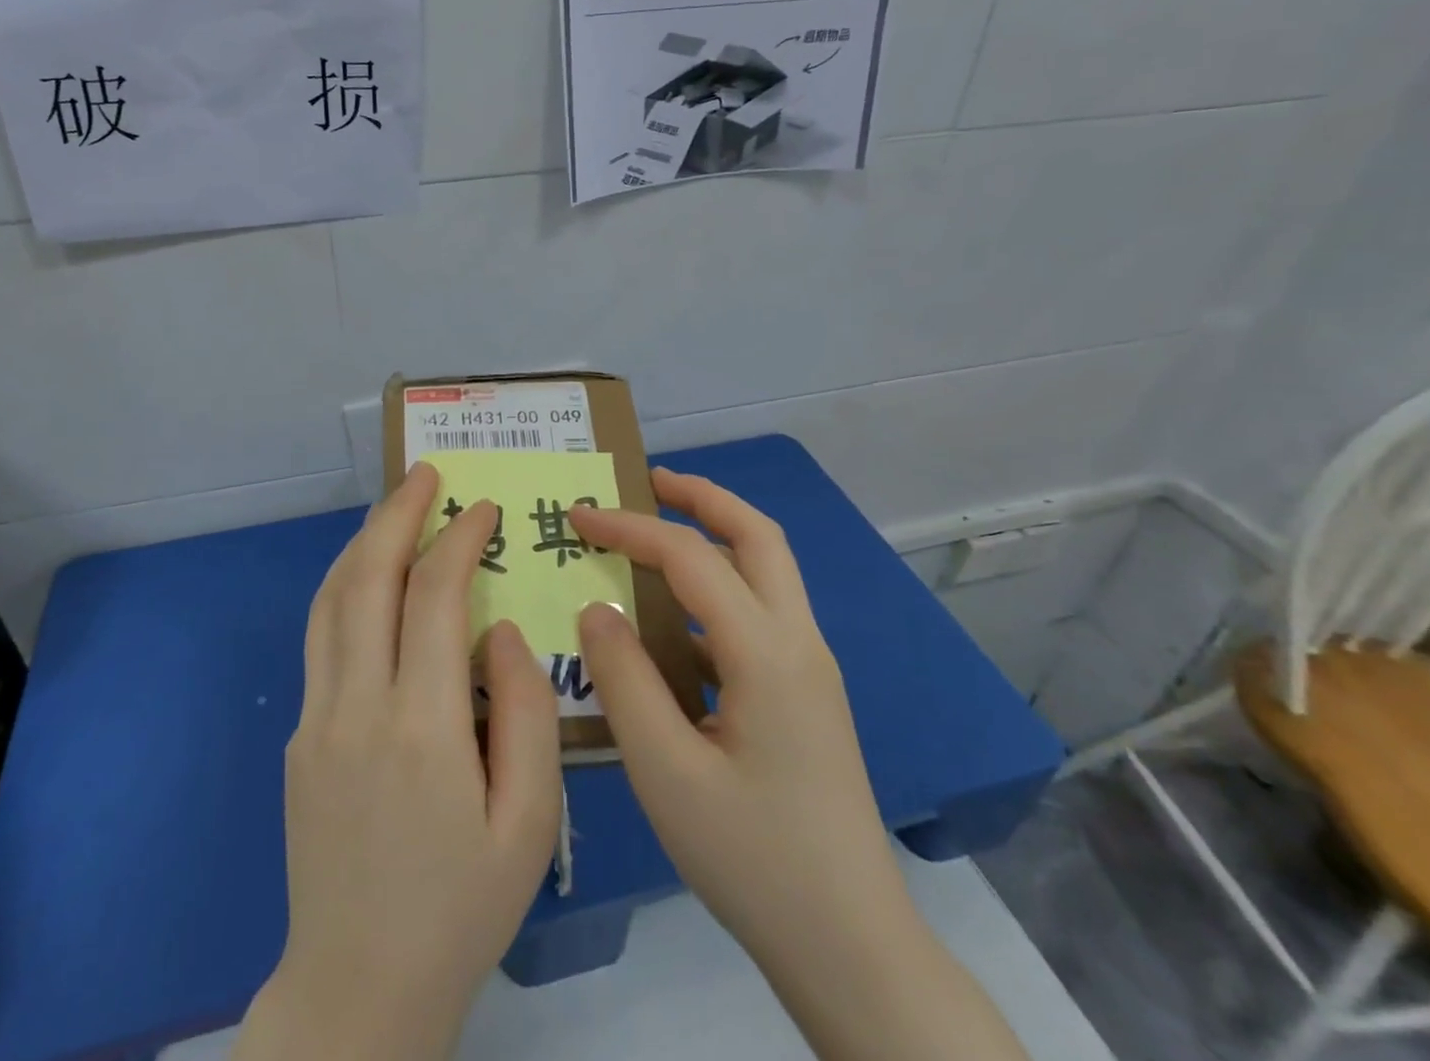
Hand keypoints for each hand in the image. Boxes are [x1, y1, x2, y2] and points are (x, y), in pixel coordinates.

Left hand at [235, 462, 562, 1060]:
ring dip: (365, 540)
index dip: (459, 539)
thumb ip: (526, 714)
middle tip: (425, 472)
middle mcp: (358, 705)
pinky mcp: (301, 734)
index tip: (483, 508)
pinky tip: (367, 573)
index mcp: (422, 726)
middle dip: (399, 513)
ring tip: (396, 505)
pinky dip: (344, 584)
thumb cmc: (461, 907)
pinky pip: (321, 635)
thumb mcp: (529, 823)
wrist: (359, 987)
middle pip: (370, 578)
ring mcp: (318, 717)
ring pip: (333, 598)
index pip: (435, 596)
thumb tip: (503, 631)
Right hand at [568, 467, 901, 957]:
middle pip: (757, 536)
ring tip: (653, 541)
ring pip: (765, 571)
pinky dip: (715, 593)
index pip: (690, 557)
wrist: (851, 947)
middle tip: (647, 482)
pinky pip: (758, 616)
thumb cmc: (753, 859)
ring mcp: (809, 668)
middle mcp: (798, 642)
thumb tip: (596, 609)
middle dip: (702, 497)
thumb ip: (623, 680)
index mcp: (766, 652)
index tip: (578, 516)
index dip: (630, 527)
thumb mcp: (665, 772)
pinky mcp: (805, 696)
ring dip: (713, 539)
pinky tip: (671, 629)